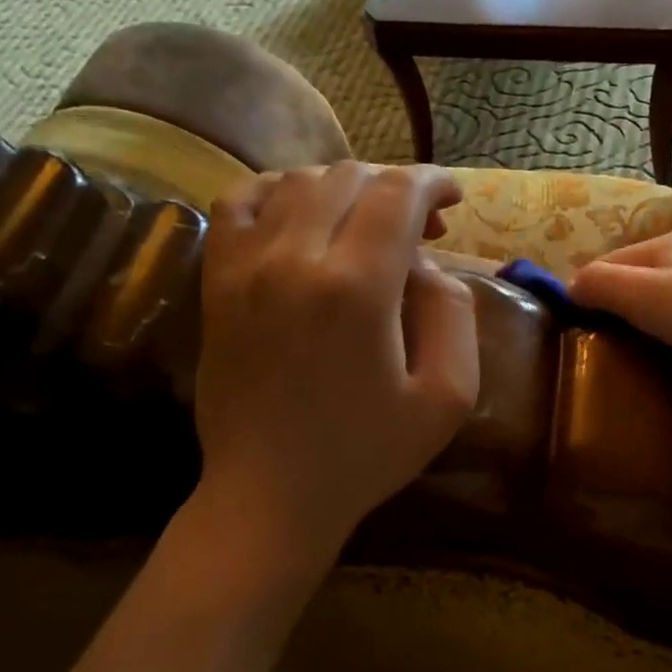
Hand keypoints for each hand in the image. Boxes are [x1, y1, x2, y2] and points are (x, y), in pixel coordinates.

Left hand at [190, 163, 479, 573]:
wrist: (271, 493)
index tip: (453, 197)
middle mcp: (296, 258)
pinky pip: (240, 203)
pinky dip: (278, 190)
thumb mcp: (448, 396)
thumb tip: (426, 264)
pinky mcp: (217, 281)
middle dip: (396, 186)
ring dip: (346, 187)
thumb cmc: (368, 453)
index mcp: (358, 288)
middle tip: (424, 225)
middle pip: (350, 177)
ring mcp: (246, 266)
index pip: (397, 194)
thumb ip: (454, 313)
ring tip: (370, 221)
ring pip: (299, 181)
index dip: (433, 182)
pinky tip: (302, 213)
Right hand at [569, 230, 671, 417]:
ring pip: (665, 302)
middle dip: (615, 310)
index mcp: (667, 242)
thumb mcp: (646, 296)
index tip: (571, 334)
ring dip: (646, 326)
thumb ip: (600, 285)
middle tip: (600, 352)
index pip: (605, 262)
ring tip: (635, 360)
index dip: (583, 294)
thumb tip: (568, 287)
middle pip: (636, 281)